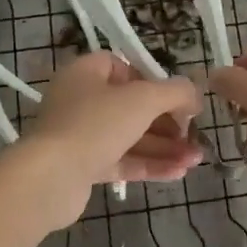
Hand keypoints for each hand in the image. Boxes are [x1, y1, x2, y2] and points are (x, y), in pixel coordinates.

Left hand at [11, 52, 203, 230]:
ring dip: (164, 147)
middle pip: (132, 106)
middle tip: (195, 135)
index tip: (177, 98)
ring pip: (130, 136)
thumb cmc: (95, 124)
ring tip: (197, 159)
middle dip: (168, 122)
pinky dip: (149, 164)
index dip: (153, 81)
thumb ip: (174, 92)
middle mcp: (81, 100)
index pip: (125, 68)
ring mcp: (81, 135)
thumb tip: (195, 95)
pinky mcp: (83, 166)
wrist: (49, 178)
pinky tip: (179, 173)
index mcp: (87, 73)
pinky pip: (122, 160)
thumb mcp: (143, 99)